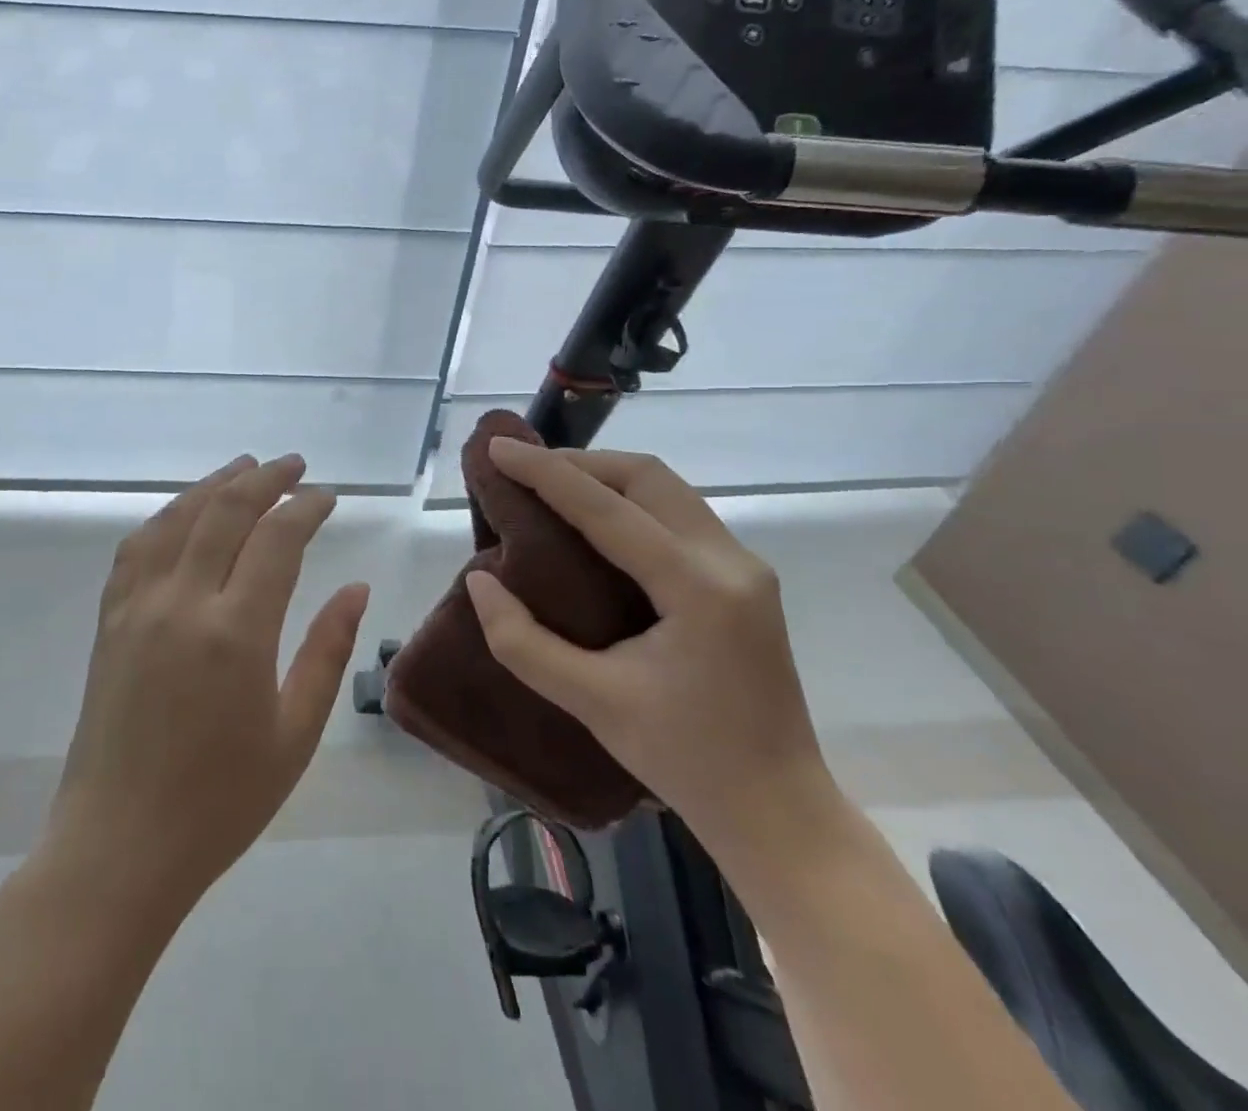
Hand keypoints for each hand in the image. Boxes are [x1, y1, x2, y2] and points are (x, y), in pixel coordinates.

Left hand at [45, 453, 370, 908]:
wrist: (119, 847)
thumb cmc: (220, 802)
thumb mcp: (294, 734)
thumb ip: (327, 652)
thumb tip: (356, 588)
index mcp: (236, 633)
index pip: (277, 539)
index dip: (305, 508)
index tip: (328, 497)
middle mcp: (183, 603)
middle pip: (225, 511)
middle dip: (264, 479)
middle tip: (294, 465)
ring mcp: (138, 607)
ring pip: (177, 518)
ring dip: (213, 485)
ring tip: (244, 468)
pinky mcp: (110, 621)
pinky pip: (137, 547)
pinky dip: (167, 516)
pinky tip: (183, 512)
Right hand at [465, 440, 836, 855]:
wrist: (778, 810)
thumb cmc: (685, 760)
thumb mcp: (591, 703)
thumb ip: (523, 641)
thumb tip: (480, 581)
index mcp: (697, 587)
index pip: (607, 507)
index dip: (545, 472)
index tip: (498, 448)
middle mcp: (729, 560)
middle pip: (647, 477)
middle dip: (579, 462)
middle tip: (522, 468)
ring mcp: (744, 567)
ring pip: (667, 489)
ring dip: (605, 476)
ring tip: (550, 485)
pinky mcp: (743, 579)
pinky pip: (678, 513)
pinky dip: (629, 500)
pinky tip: (594, 520)